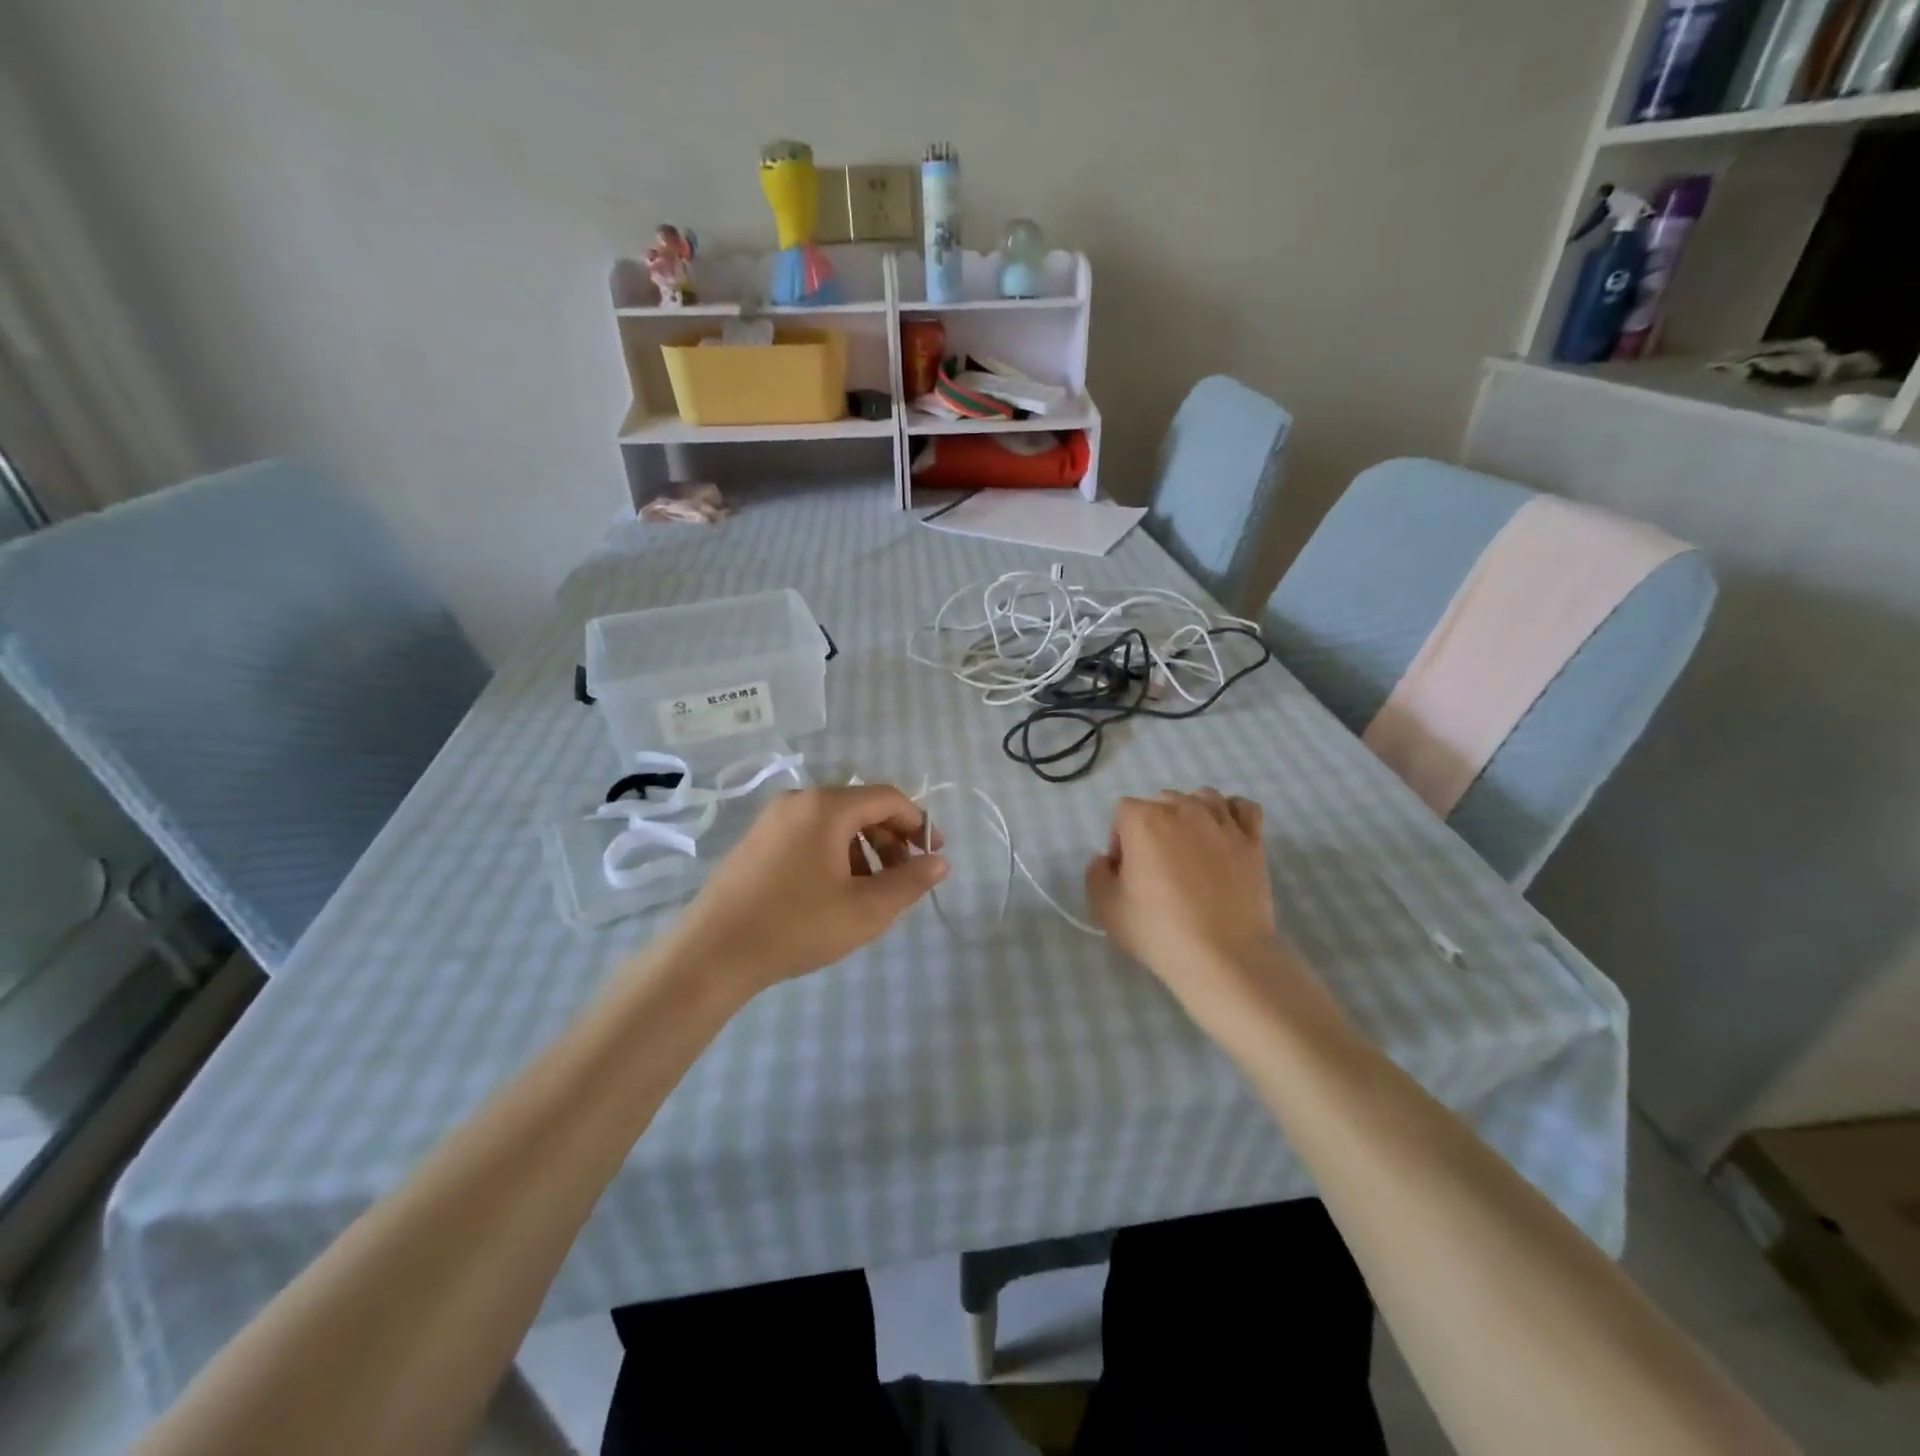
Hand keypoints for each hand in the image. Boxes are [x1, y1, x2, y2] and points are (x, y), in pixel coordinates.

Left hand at [661, 784, 946, 996]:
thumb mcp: (865, 910)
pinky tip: (835, 892)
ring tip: (872, 891)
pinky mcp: (756, 841)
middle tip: (906, 877)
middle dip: (891, 839)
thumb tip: (940, 862)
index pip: (888, 798)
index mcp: (826, 807)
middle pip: (861, 807)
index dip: (918, 823)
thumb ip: (910, 882)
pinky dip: (835, 854)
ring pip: (834, 823)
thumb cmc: (796, 926)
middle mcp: (798, 801)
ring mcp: (772, 819)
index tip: (934, 855)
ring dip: (864, 849)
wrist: (712, 954)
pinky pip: (809, 835)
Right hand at [1085, 789, 1288, 1012]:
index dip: (1119, 840)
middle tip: (1155, 866)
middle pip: (1161, 801)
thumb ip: (1096, 872)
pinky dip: (1232, 813)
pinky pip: (1244, 808)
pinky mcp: (1252, 841)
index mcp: (1144, 819)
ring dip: (1190, 813)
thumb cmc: (1158, 930)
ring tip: (1190, 847)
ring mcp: (1222, 822)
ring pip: (1202, 797)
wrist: (1223, 956)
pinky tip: (1224, 834)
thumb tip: (1108, 860)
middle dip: (1153, 826)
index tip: (1125, 872)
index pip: (1123, 811)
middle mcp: (1183, 809)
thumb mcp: (1105, 906)